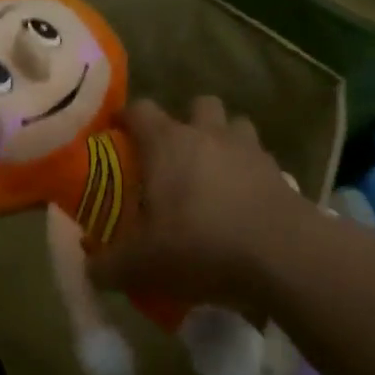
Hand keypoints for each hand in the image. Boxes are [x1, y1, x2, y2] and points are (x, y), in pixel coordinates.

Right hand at [89, 95, 319, 312]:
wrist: (283, 257)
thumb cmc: (200, 246)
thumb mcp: (142, 265)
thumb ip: (109, 266)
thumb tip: (90, 270)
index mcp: (167, 143)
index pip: (140, 109)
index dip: (126, 118)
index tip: (117, 134)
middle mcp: (207, 135)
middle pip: (197, 104)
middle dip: (186, 122)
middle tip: (174, 156)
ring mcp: (249, 149)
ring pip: (235, 124)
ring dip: (224, 139)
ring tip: (214, 172)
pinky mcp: (280, 172)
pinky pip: (261, 159)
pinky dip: (251, 172)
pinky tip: (244, 201)